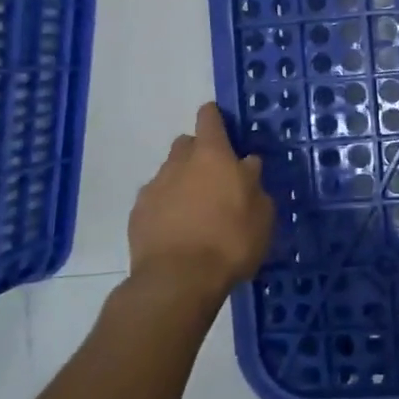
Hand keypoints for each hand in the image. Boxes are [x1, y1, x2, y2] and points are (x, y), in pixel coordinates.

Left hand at [126, 103, 274, 305]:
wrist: (178, 280)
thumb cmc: (230, 241)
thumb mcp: (261, 213)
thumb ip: (253, 182)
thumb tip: (246, 164)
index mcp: (212, 155)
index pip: (209, 118)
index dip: (215, 117)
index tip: (221, 123)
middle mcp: (179, 163)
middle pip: (186, 144)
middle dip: (198, 153)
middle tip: (215, 178)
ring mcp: (154, 188)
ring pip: (169, 173)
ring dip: (182, 182)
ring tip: (196, 210)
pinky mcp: (137, 215)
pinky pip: (154, 200)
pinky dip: (165, 208)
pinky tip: (177, 230)